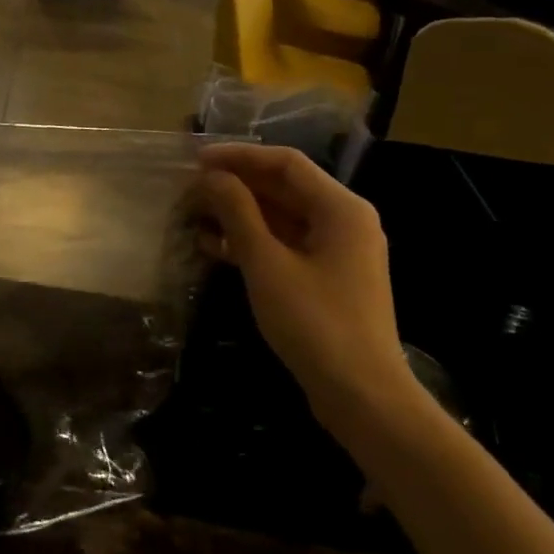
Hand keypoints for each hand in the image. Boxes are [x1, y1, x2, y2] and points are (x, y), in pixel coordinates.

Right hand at [193, 144, 412, 431]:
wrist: (362, 397)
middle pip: (284, 187)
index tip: (196, 161)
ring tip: (195, 214)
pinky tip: (214, 246)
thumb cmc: (315, 323)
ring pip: (282, 217)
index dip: (239, 156)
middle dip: (236, 185)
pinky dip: (253, 241)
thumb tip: (213, 177)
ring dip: (240, 213)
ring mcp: (338, 251)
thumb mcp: (267, 264)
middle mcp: (345, 220)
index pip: (285, 163)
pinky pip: (287, 244)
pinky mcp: (328, 277)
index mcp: (341, 208)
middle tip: (191, 188)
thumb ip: (238, 212)